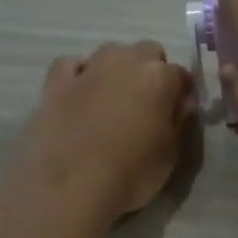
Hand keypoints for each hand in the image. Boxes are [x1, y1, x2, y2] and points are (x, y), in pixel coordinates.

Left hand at [11, 41, 195, 220]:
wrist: (73, 186)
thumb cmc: (132, 173)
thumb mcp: (170, 153)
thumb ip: (178, 120)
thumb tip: (182, 102)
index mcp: (159, 77)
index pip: (180, 74)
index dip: (180, 93)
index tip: (177, 112)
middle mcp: (125, 61)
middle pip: (146, 52)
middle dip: (150, 71)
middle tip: (146, 104)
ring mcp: (88, 69)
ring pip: (110, 52)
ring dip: (117, 68)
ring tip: (112, 98)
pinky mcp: (56, 83)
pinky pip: (70, 65)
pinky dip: (78, 73)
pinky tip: (80, 92)